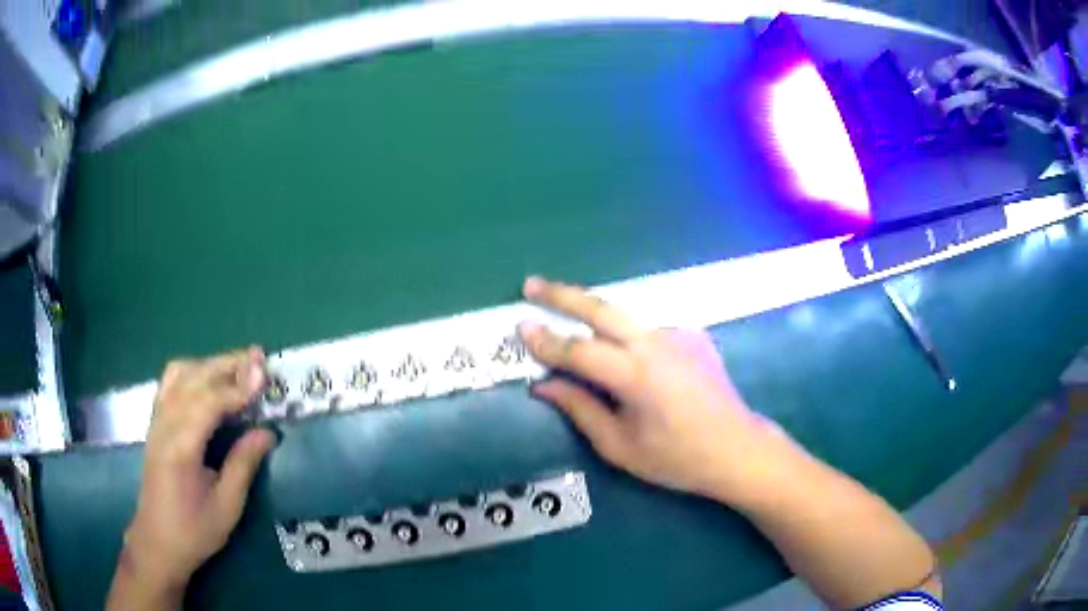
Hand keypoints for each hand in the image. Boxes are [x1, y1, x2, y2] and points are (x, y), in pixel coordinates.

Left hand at [122, 347, 275, 594]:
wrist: (157, 542)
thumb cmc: (194, 530)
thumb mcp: (226, 506)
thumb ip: (244, 464)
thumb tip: (267, 432)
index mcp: (180, 447)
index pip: (209, 402)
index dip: (237, 386)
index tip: (264, 374)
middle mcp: (164, 424)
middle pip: (194, 379)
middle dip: (226, 365)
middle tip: (258, 358)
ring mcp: (156, 421)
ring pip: (179, 374)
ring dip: (209, 365)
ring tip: (237, 367)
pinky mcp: (155, 423)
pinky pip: (170, 384)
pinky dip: (192, 373)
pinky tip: (208, 381)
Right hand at [518, 277, 778, 500]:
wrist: (737, 447)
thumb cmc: (676, 458)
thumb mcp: (620, 446)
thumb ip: (580, 409)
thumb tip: (544, 385)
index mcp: (636, 376)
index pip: (579, 351)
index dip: (546, 341)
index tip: (521, 326)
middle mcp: (656, 344)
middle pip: (601, 310)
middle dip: (562, 295)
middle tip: (532, 285)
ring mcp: (678, 334)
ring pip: (625, 320)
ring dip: (596, 321)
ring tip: (577, 334)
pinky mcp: (692, 334)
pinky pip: (649, 333)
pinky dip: (631, 343)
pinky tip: (636, 368)